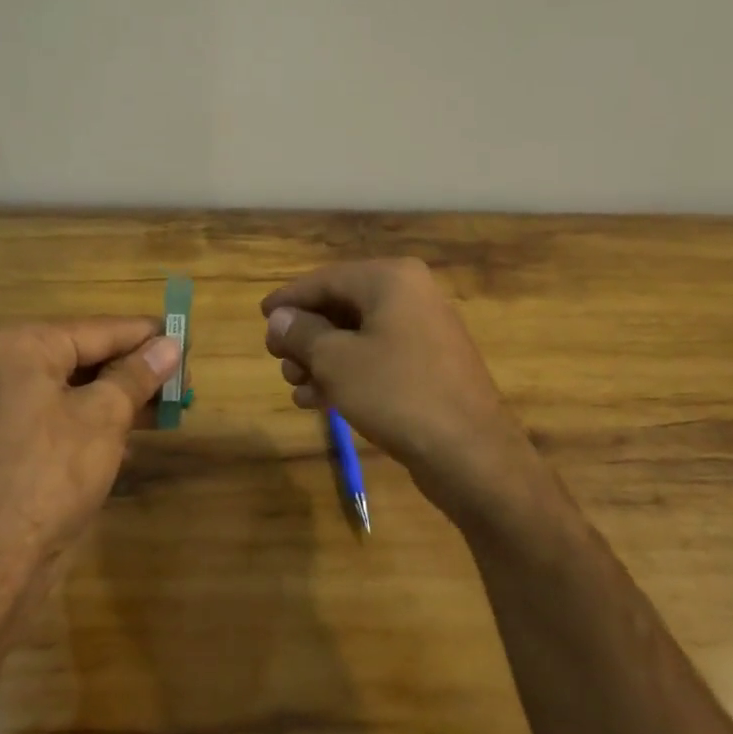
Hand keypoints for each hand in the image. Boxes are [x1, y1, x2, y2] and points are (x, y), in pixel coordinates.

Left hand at [0, 318, 178, 572]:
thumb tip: (171, 344)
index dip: (148, 336)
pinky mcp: (6, 444)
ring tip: (170, 409)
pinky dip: (95, 423)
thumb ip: (138, 375)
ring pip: (75, 390)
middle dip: (136, 371)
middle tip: (184, 382)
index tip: (188, 339)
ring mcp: (1, 408)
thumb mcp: (104, 417)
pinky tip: (133, 438)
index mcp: (22, 345)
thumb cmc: (48, 474)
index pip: (100, 329)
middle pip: (86, 357)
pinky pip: (60, 418)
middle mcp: (5, 367)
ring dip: (121, 399)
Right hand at [262, 259, 538, 523]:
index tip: (261, 315)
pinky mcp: (429, 365)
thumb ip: (302, 333)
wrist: (471, 454)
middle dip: (305, 335)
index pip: (326, 279)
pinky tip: (316, 400)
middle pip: (342, 306)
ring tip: (293, 384)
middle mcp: (410, 295)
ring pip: (358, 335)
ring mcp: (424, 331)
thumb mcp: (336, 361)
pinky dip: (347, 373)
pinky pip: (378, 358)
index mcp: (391, 279)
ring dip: (321, 358)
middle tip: (276, 358)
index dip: (290, 299)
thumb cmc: (397, 393)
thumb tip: (279, 318)